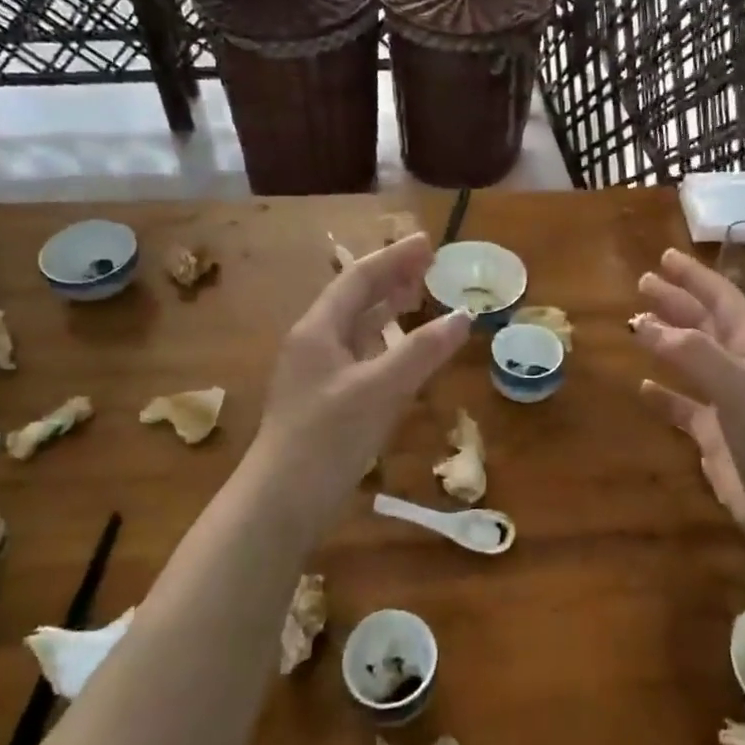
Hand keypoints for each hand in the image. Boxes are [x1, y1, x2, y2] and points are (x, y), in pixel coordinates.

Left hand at [254, 233, 469, 495]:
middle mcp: (314, 344)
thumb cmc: (327, 437)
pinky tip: (402, 354)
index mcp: (318, 330)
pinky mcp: (326, 403)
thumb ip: (422, 351)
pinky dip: (385, 347)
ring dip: (388, 312)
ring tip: (420, 299)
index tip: (428, 243)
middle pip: (355, 300)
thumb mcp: (380, 389)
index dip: (393, 258)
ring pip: (357, 330)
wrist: (281, 502)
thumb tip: (463, 316)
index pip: (358, 279)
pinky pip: (360, 358)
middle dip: (391, 280)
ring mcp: (318, 375)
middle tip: (430, 267)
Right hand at [633, 249, 744, 543]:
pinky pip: (683, 407)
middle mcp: (743, 370)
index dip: (695, 278)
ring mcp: (729, 404)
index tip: (664, 258)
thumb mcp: (740, 390)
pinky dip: (663, 395)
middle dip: (677, 303)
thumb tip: (643, 324)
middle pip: (705, 325)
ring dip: (666, 343)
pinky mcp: (715, 438)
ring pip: (692, 362)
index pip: (722, 301)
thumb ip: (693, 354)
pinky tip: (642, 388)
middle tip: (641, 284)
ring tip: (635, 326)